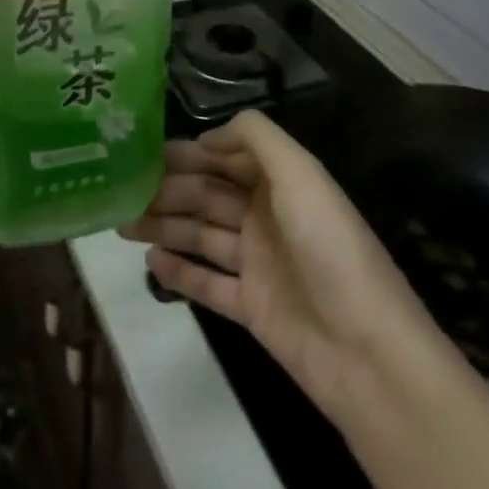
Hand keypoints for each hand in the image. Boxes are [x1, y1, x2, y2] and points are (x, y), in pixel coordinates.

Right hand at [121, 110, 441, 422]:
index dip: (190, 154)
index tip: (145, 151)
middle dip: (168, 190)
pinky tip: (149, 262)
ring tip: (122, 223)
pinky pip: (207, 283)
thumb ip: (257, 138)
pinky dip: (179, 272)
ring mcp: (259, 264)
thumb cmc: (330, 249)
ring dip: (164, 227)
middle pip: (209, 196)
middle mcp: (268, 218)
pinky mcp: (251, 308)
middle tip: (123, 190)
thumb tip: (208, 136)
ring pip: (201, 236)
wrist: (367, 352)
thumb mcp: (301, 174)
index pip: (228, 159)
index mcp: (283, 184)